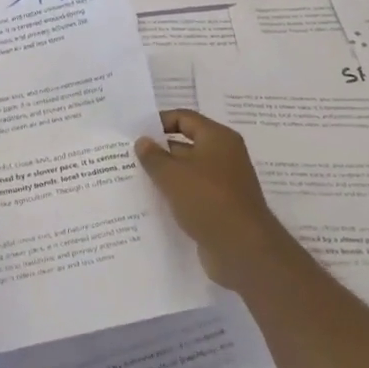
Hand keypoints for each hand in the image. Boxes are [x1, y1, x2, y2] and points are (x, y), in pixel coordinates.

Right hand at [135, 110, 290, 291]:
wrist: (242, 249)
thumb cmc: (208, 200)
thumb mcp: (173, 175)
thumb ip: (154, 156)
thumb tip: (142, 141)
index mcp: (218, 138)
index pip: (184, 118)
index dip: (159, 122)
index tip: (134, 133)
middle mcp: (223, 156)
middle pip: (185, 145)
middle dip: (158, 151)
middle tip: (126, 158)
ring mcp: (223, 183)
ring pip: (187, 172)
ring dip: (164, 176)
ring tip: (132, 180)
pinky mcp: (219, 207)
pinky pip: (192, 194)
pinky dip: (174, 196)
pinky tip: (151, 204)